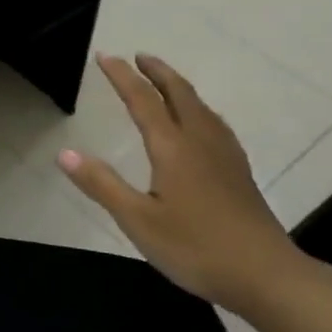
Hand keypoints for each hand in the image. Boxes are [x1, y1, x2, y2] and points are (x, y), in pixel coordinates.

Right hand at [58, 53, 308, 314]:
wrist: (267, 276)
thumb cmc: (196, 248)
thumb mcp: (138, 221)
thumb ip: (102, 185)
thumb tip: (64, 152)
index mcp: (172, 147)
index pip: (142, 100)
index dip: (122, 76)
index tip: (104, 56)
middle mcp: (200, 141)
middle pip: (179, 93)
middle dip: (157, 72)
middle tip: (139, 57)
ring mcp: (225, 156)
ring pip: (200, 106)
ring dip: (179, 87)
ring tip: (165, 82)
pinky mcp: (239, 172)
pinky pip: (214, 124)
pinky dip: (198, 109)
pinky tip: (201, 125)